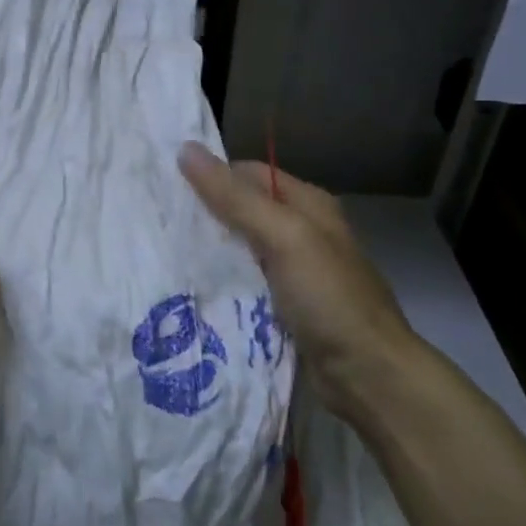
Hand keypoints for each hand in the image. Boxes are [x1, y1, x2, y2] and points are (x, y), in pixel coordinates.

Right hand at [178, 142, 423, 426]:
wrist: (369, 374)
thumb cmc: (329, 298)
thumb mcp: (283, 237)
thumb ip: (234, 198)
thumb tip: (186, 150)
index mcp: (308, 204)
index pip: (249, 174)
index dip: (211, 175)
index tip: (165, 187)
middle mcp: (303, 232)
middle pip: (244, 211)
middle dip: (205, 214)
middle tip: (156, 222)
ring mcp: (295, 272)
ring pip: (242, 250)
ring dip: (210, 251)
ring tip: (162, 253)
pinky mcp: (287, 306)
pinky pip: (246, 284)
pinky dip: (222, 283)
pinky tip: (192, 289)